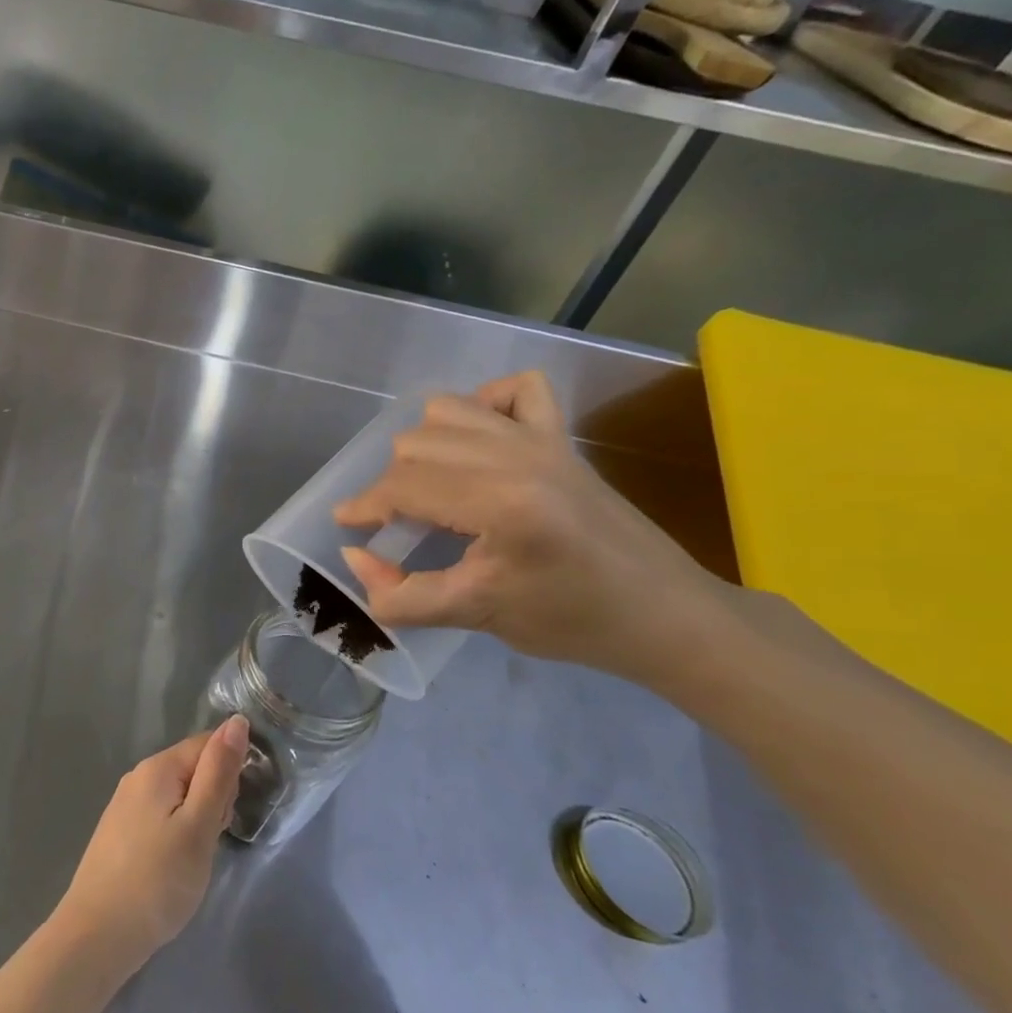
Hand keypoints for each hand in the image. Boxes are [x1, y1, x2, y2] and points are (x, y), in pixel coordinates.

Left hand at [49, 716, 249, 978]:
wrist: (98, 933)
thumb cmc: (158, 880)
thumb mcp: (199, 825)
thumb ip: (218, 773)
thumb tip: (237, 721)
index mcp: (157, 767)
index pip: (207, 744)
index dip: (230, 773)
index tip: (230, 813)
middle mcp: (138, 776)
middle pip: (193, 768)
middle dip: (214, 798)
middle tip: (210, 841)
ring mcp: (125, 803)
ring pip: (179, 794)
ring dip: (197, 818)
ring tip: (193, 858)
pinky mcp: (121, 830)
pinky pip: (162, 814)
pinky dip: (178, 832)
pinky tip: (174, 864)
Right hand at [333, 371, 729, 686]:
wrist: (665, 614)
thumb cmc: (571, 621)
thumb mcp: (475, 615)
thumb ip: (400, 595)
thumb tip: (355, 558)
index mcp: (500, 502)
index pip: (405, 487)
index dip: (365, 506)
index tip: (346, 526)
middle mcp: (517, 456)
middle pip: (417, 445)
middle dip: (391, 484)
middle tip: (394, 524)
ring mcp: (542, 440)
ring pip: (449, 410)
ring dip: (424, 444)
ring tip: (427, 484)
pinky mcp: (562, 438)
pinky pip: (515, 391)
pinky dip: (483, 404)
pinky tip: (476, 439)